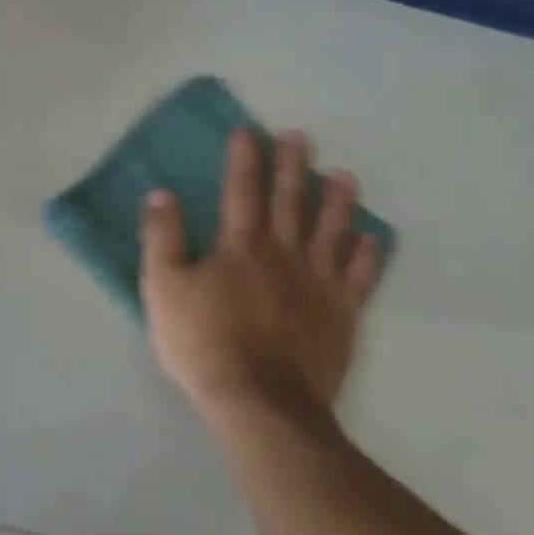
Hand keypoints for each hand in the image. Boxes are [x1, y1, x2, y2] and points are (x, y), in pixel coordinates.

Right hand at [140, 128, 382, 429]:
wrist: (262, 404)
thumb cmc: (203, 342)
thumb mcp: (163, 288)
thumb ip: (163, 238)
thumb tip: (162, 195)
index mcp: (240, 245)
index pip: (241, 189)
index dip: (245, 158)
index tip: (250, 130)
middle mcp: (283, 254)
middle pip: (290, 201)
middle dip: (294, 166)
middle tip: (301, 137)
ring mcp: (318, 285)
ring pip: (332, 232)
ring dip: (338, 202)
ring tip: (345, 177)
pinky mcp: (341, 317)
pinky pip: (359, 278)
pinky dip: (367, 256)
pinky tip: (371, 239)